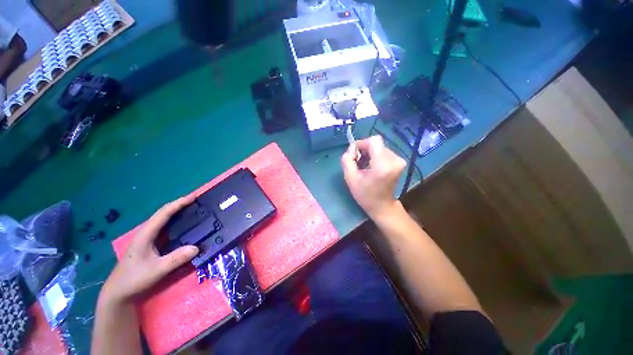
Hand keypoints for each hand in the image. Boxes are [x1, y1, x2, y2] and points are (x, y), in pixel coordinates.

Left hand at [100, 195, 198, 303]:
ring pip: (164, 220)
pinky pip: (165, 229)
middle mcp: (146, 233)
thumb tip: (197, 247)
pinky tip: (184, 226)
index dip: (179, 203)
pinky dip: (176, 223)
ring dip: (177, 212)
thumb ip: (176, 259)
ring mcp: (147, 239)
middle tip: (196, 201)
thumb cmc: (134, 279)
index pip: (164, 213)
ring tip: (193, 210)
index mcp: (146, 234)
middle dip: (179, 204)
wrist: (118, 293)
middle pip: (163, 213)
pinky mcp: (150, 245)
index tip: (194, 196)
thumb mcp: (157, 270)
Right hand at [341, 135, 406, 219]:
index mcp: (383, 165)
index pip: (374, 141)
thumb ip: (347, 159)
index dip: (362, 144)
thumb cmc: (365, 195)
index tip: (355, 154)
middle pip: (376, 144)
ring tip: (363, 166)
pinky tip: (370, 166)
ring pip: (379, 147)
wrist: (382, 206)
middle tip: (357, 163)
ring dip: (369, 154)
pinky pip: (383, 151)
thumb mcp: (350, 178)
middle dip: (364, 150)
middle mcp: (394, 159)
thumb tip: (352, 148)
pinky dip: (375, 156)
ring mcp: (399, 160)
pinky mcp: (399, 162)